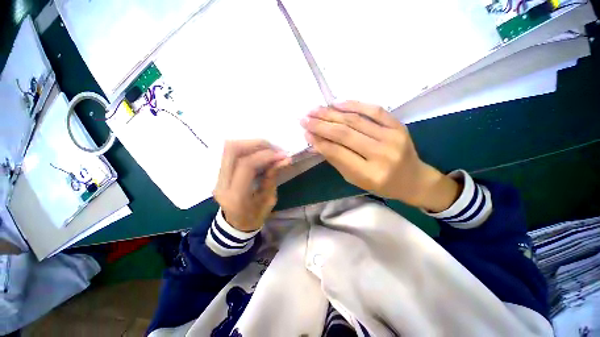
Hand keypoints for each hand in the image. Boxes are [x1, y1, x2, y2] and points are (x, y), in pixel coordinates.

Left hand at [213, 140, 290, 231]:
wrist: (236, 224)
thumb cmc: (255, 217)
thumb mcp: (269, 200)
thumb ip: (273, 177)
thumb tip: (284, 159)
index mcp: (235, 196)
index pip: (246, 165)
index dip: (265, 156)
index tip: (282, 155)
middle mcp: (222, 184)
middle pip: (232, 151)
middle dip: (257, 144)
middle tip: (274, 148)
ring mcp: (217, 177)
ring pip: (229, 148)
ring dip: (251, 144)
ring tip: (268, 149)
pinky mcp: (219, 173)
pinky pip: (231, 153)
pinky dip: (247, 148)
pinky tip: (260, 152)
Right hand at [300, 101, 459, 211]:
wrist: (413, 179)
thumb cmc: (381, 185)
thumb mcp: (355, 179)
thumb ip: (336, 159)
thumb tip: (317, 142)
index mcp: (370, 174)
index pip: (337, 153)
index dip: (319, 141)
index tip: (305, 133)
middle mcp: (381, 154)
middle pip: (344, 134)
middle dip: (321, 124)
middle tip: (304, 118)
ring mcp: (392, 137)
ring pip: (355, 120)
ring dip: (331, 113)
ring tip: (315, 109)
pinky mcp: (398, 125)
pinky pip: (374, 110)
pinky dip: (354, 104)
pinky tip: (337, 103)